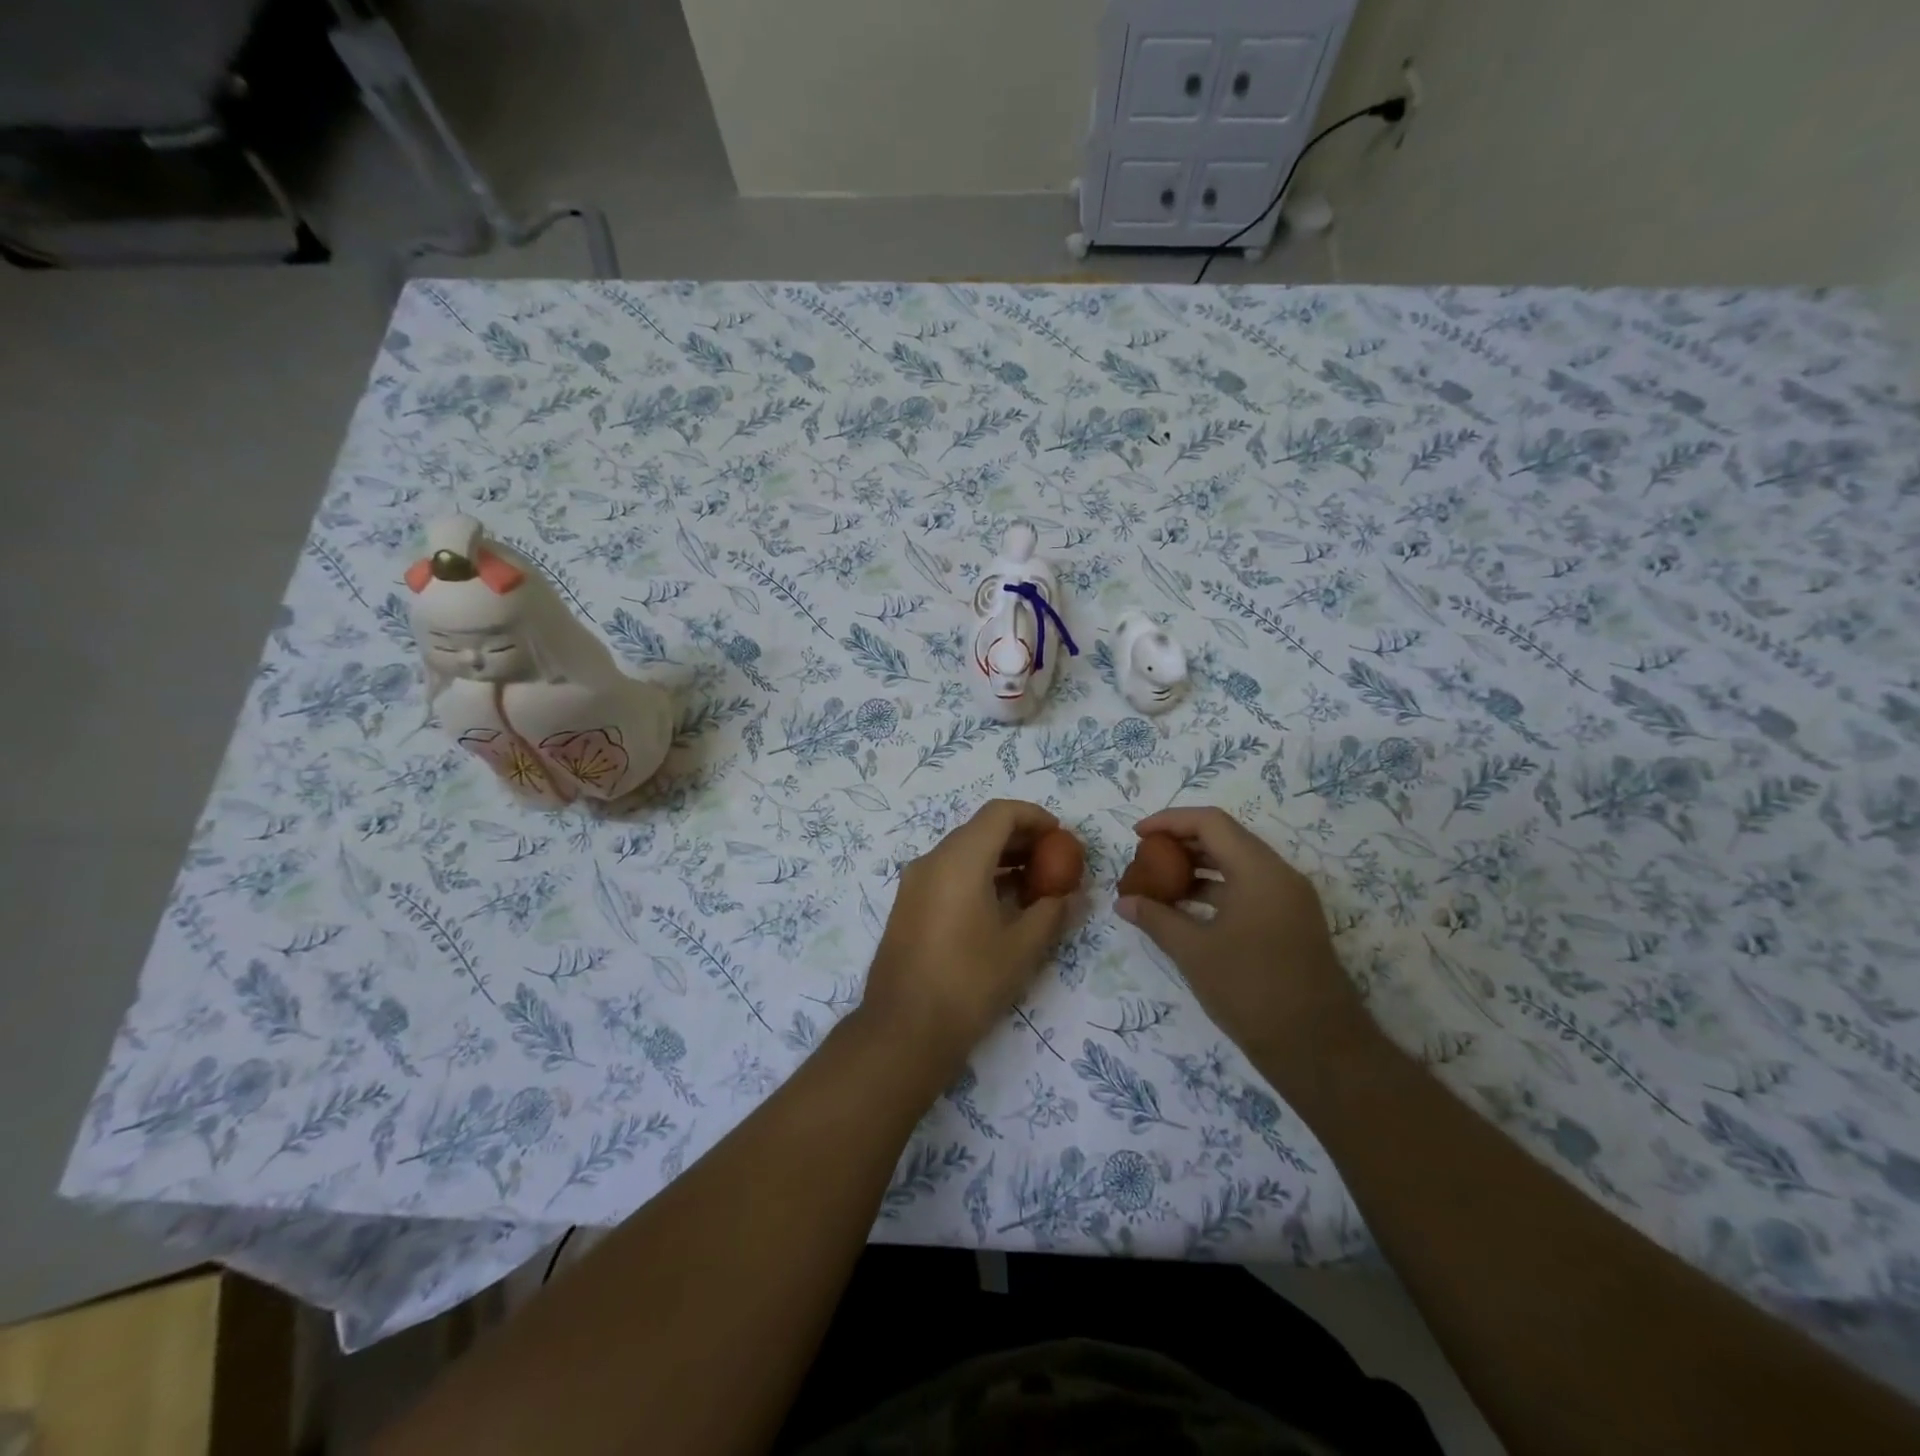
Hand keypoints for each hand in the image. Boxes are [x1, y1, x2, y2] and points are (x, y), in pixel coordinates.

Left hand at [862, 799, 1071, 1074]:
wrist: (903, 1030)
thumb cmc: (968, 984)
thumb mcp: (1022, 948)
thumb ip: (1051, 912)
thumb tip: (1070, 894)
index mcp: (960, 860)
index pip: (1000, 813)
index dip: (1035, 817)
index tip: (1061, 838)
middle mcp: (932, 860)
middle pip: (981, 829)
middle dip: (1021, 839)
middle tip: (1054, 862)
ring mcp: (915, 882)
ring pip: (964, 851)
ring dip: (1000, 858)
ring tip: (1035, 886)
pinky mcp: (908, 904)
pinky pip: (948, 872)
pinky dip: (978, 875)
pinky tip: (1002, 905)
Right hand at [1116, 807, 1369, 1086]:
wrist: (1319, 1050)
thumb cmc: (1251, 991)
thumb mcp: (1194, 953)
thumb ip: (1156, 919)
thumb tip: (1124, 902)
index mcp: (1259, 871)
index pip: (1210, 822)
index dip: (1170, 821)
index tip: (1137, 836)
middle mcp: (1279, 875)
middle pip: (1226, 838)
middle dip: (1182, 843)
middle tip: (1145, 858)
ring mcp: (1290, 899)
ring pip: (1238, 864)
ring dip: (1198, 868)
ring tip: (1160, 884)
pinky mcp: (1292, 922)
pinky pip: (1249, 888)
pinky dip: (1216, 890)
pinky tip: (1187, 910)